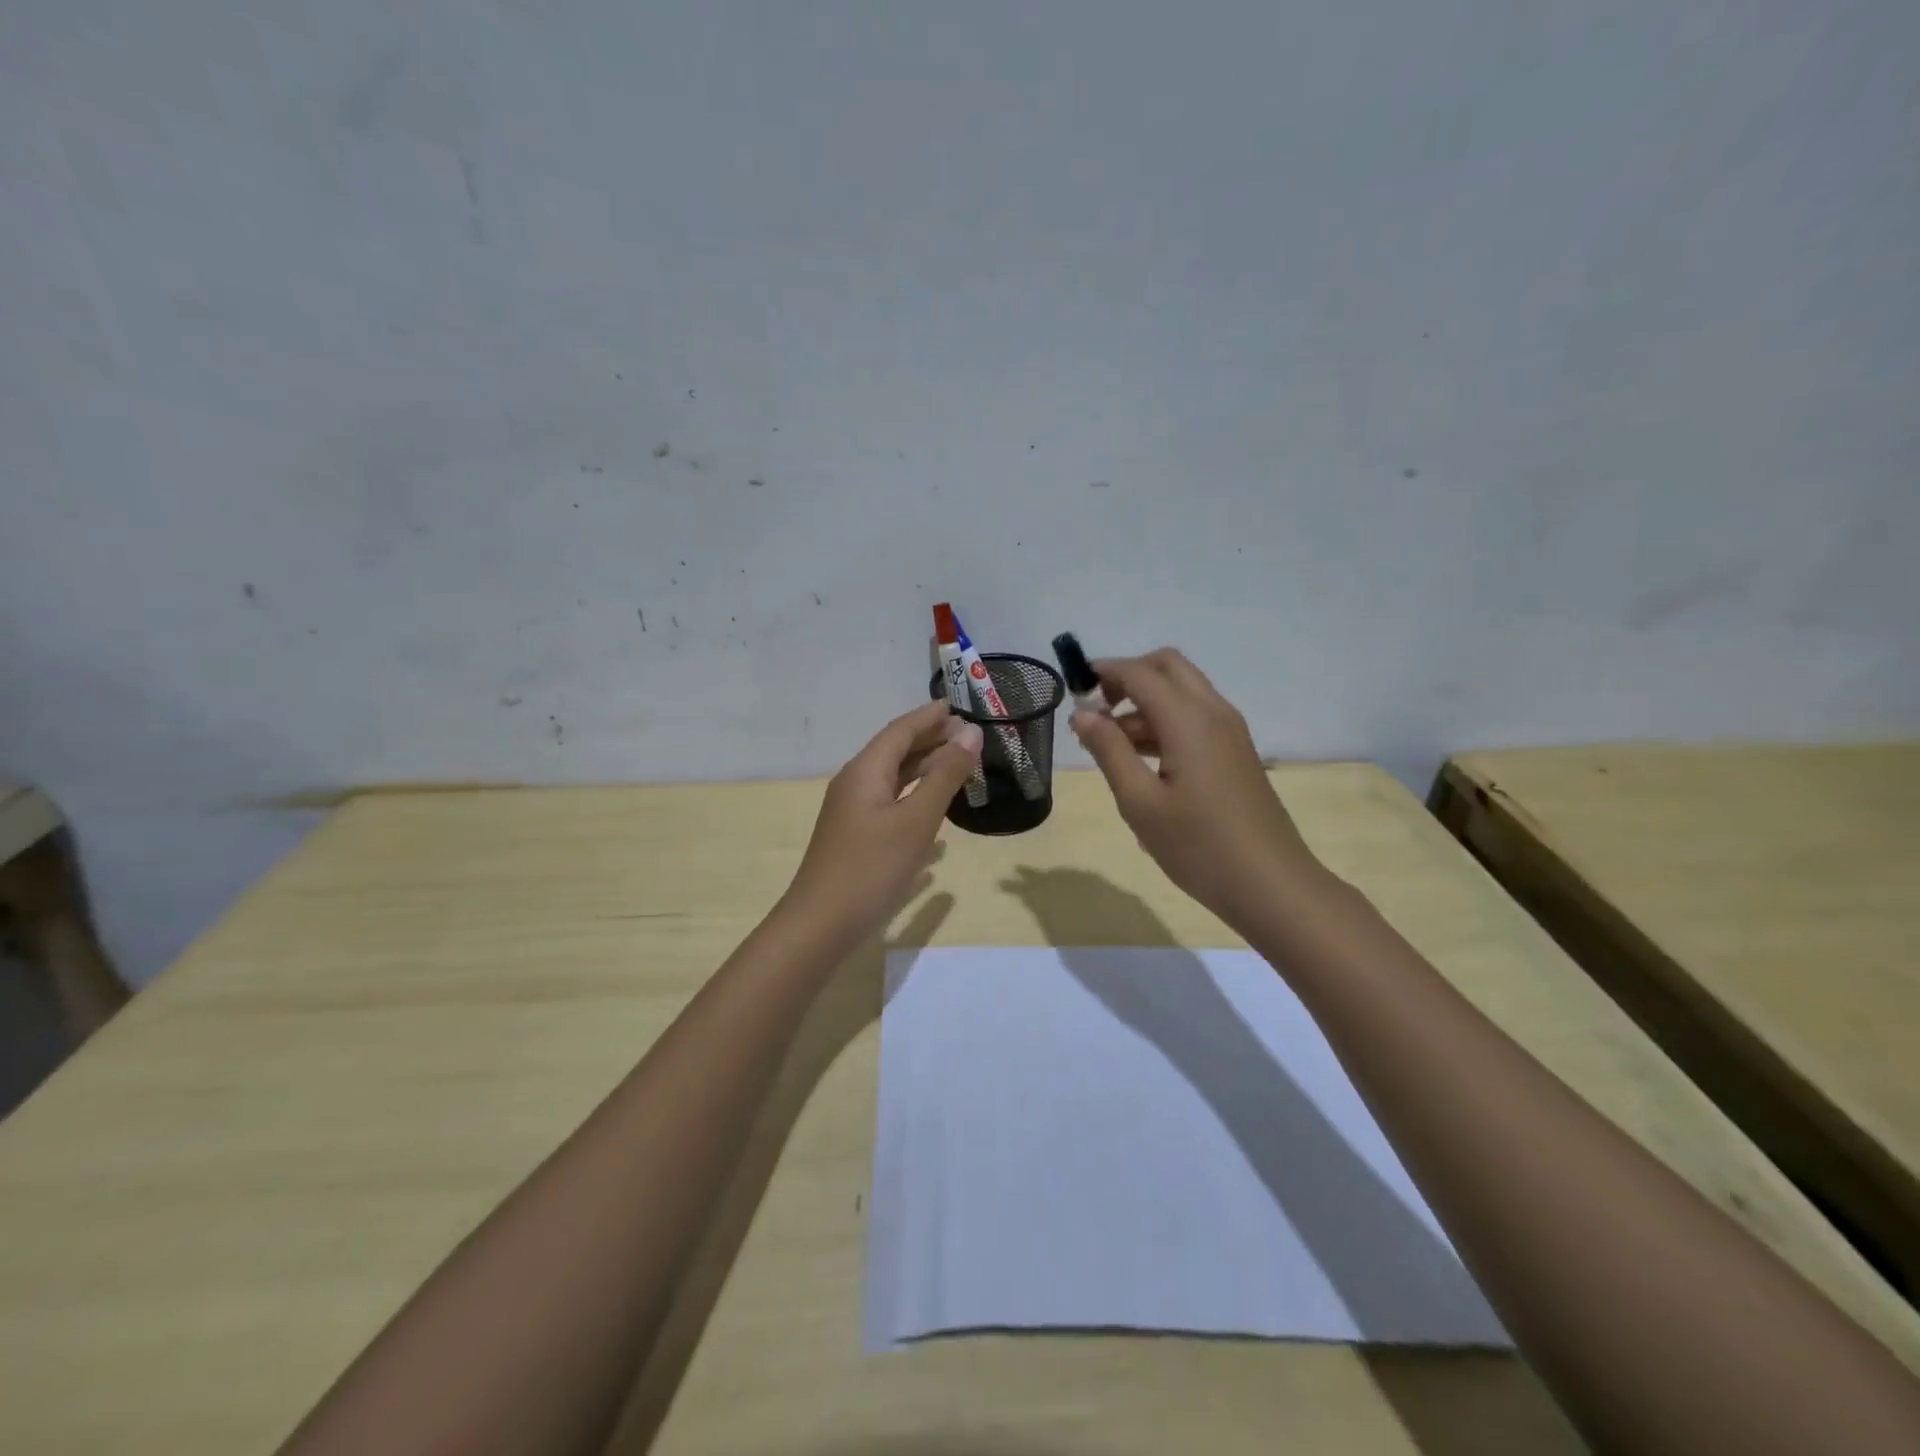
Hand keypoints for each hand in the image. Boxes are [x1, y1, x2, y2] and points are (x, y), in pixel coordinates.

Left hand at [782, 700, 982, 950]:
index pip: (901, 730)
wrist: (821, 924)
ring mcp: (853, 812)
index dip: (930, 716)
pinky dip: (916, 798)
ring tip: (958, 765)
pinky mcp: (856, 838)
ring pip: (893, 779)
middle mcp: (855, 784)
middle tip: (967, 734)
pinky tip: (936, 814)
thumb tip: (971, 733)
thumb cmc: (872, 867)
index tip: (959, 706)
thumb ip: (945, 775)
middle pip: (895, 751)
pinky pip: (890, 804)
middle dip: (930, 739)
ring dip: (925, 769)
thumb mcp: (917, 819)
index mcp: (865, 771)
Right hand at [1071, 648, 1322, 929]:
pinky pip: (1195, 717)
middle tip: (1098, 712)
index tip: (1073, 694)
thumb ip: (1109, 751)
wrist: (1271, 886)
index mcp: (1188, 719)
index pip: (1139, 673)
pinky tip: (1143, 764)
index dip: (1102, 674)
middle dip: (1128, 677)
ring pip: (1182, 692)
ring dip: (1144, 703)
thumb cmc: (1198, 846)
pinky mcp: (1235, 752)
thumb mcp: (1140, 802)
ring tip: (1111, 748)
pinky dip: (1164, 722)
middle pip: (1167, 667)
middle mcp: (1213, 712)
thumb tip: (1082, 714)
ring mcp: (1230, 731)